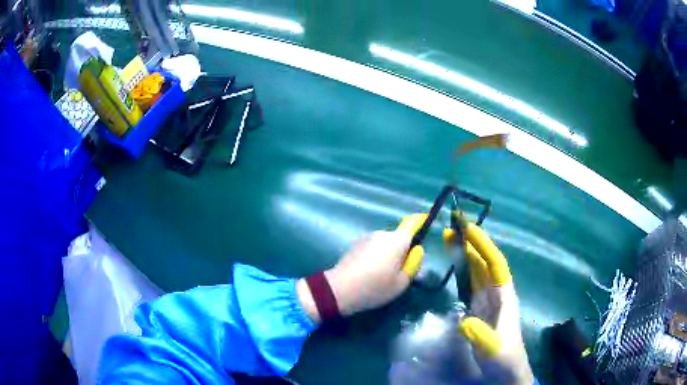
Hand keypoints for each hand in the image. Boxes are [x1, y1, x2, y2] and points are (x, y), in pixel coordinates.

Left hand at [297, 215, 425, 321]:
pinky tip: (369, 273)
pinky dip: (375, 256)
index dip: (420, 223)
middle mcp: (382, 233)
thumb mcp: (401, 282)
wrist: (340, 290)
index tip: (425, 226)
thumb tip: (416, 251)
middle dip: (402, 250)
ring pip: (385, 243)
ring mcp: (366, 238)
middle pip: (398, 237)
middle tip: (400, 271)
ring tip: (382, 275)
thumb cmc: (375, 287)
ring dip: (387, 254)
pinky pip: (372, 247)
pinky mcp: (355, 245)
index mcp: (397, 240)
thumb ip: (413, 264)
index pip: (412, 224)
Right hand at [448, 222, 533, 384]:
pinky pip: (469, 284)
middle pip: (484, 263)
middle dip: (471, 243)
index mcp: (504, 296)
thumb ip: (482, 336)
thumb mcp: (494, 349)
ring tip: (449, 237)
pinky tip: (453, 265)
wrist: (505, 371)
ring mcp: (486, 301)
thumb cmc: (504, 358)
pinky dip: (461, 271)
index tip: (468, 229)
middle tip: (453, 225)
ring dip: (464, 254)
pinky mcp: (478, 309)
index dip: (483, 246)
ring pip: (476, 271)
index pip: (495, 264)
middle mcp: (496, 293)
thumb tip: (465, 321)